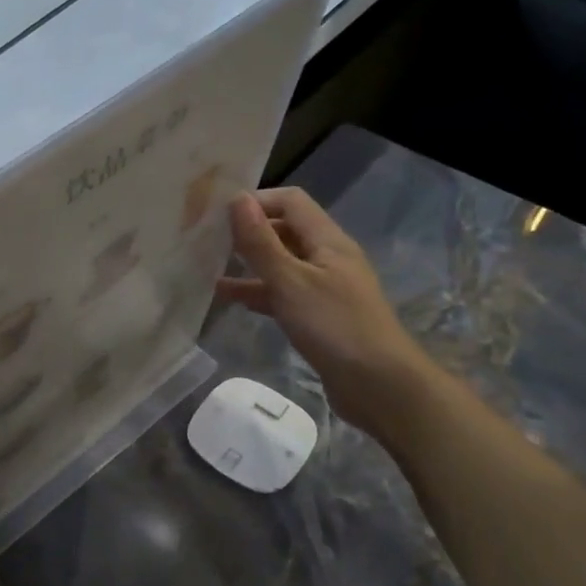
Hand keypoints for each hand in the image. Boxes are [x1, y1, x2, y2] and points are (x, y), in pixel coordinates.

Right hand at [217, 188, 435, 435]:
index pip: (290, 201)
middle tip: (206, 237)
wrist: (380, 386)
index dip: (256, 200)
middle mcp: (327, 258)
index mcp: (327, 241)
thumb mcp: (290, 281)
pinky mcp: (317, 315)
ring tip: (208, 265)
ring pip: (280, 263)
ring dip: (248, 262)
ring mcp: (323, 287)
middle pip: (285, 230)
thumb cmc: (335, 326)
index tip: (217, 213)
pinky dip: (256, 291)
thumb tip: (237, 199)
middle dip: (248, 230)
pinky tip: (227, 297)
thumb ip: (261, 242)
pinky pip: (281, 292)